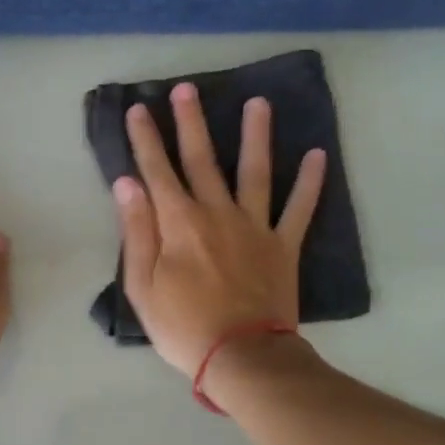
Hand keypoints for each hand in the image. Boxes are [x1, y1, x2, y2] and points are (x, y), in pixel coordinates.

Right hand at [113, 83, 325, 376]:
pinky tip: (318, 155)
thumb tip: (127, 184)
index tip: (138, 109)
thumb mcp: (142, 286)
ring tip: (259, 103)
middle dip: (191, 123)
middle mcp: (218, 214)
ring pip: (255, 172)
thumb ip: (136, 231)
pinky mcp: (283, 246)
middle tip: (187, 88)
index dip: (146, 140)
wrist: (242, 356)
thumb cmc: (183, 326)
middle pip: (203, 160)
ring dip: (256, 136)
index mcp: (179, 224)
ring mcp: (255, 227)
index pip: (157, 171)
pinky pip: (299, 209)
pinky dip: (310, 183)